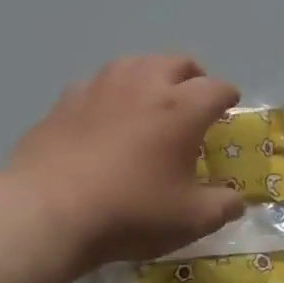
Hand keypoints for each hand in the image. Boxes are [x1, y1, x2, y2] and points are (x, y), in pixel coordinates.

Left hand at [10, 55, 247, 268]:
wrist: (48, 210)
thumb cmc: (130, 212)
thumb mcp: (190, 220)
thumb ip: (223, 206)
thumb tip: (235, 200)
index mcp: (181, 108)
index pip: (217, 88)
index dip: (228, 97)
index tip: (228, 108)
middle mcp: (144, 85)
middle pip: (177, 62)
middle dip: (192, 76)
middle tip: (193, 98)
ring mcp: (100, 87)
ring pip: (135, 63)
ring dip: (151, 75)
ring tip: (150, 97)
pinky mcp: (65, 100)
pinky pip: (97, 84)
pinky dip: (111, 93)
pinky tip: (105, 114)